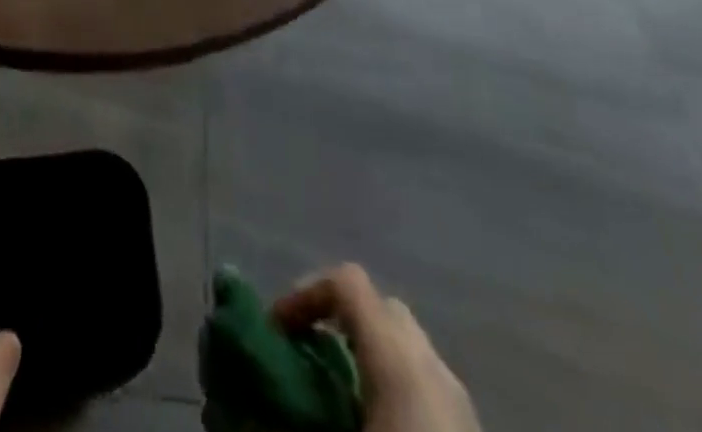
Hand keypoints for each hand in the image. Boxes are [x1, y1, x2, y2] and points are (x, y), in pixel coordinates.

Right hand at [274, 265, 479, 431]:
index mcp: (400, 363)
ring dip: (366, 358)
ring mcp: (460, 405)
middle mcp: (433, 368)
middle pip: (381, 309)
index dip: (304, 294)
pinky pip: (424, 387)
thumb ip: (286, 427)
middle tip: (304, 361)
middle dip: (338, 322)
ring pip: (406, 349)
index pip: (348, 284)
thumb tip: (240, 420)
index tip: (275, 334)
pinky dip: (393, 391)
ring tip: (335, 406)